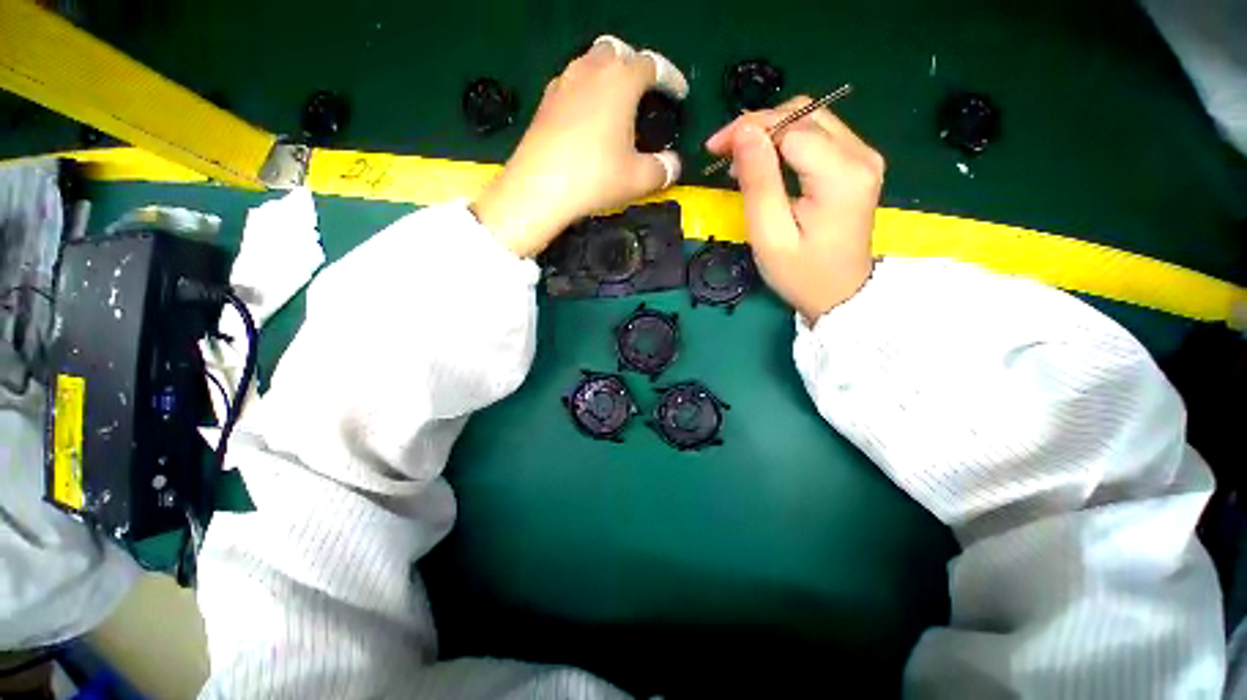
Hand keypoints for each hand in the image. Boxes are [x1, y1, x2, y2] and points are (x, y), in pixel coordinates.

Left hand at [473, 36, 687, 257]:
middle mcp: (591, 71)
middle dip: (634, 67)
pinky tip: (585, 118)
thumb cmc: (595, 177)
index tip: (679, 94)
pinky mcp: (544, 102)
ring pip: (590, 63)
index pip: (652, 65)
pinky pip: (570, 84)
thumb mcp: (639, 179)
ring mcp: (563, 83)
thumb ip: (663, 169)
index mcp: (621, 81)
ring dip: (606, 76)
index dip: (670, 78)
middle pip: (617, 51)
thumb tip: (674, 166)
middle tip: (642, 94)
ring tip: (614, 105)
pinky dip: (584, 92)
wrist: (540, 188)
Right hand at [706, 96, 883, 323]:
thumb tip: (744, 132)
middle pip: (803, 114)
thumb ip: (758, 182)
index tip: (715, 149)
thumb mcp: (769, 235)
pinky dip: (786, 142)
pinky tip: (766, 162)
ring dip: (770, 132)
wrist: (840, 295)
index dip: (749, 130)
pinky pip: (818, 136)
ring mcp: (864, 157)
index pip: (791, 126)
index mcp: (841, 174)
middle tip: (722, 151)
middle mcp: (861, 155)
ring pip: (810, 120)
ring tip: (739, 160)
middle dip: (757, 126)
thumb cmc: (801, 273)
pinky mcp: (858, 165)